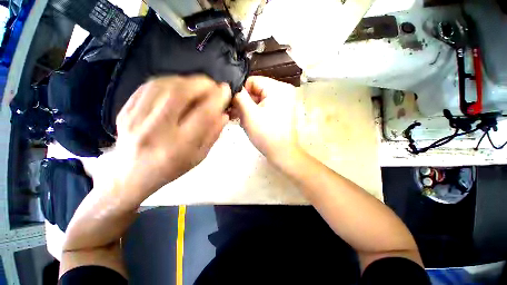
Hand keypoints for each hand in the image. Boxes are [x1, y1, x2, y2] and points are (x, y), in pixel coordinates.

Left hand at [104, 76, 230, 194]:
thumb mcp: (199, 157)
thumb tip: (224, 114)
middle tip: (213, 85)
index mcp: (179, 146)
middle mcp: (156, 130)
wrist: (131, 174)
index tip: (226, 91)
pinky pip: (149, 86)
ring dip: (186, 80)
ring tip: (198, 84)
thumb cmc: (171, 168)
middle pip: (180, 94)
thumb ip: (213, 135)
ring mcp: (136, 118)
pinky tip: (178, 85)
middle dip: (202, 84)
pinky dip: (169, 81)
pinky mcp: (126, 110)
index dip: (217, 98)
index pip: (203, 114)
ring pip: (163, 85)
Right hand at [231, 76, 299, 164]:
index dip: (241, 93)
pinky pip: (265, 106)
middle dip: (245, 102)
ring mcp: (284, 101)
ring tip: (242, 120)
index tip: (234, 106)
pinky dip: (256, 112)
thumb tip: (233, 88)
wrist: (281, 153)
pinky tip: (249, 121)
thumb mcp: (249, 114)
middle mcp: (283, 91)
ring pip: (260, 99)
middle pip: (256, 90)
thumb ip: (239, 97)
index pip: (252, 81)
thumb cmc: (266, 134)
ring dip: (249, 109)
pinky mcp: (282, 110)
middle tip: (235, 114)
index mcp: (278, 88)